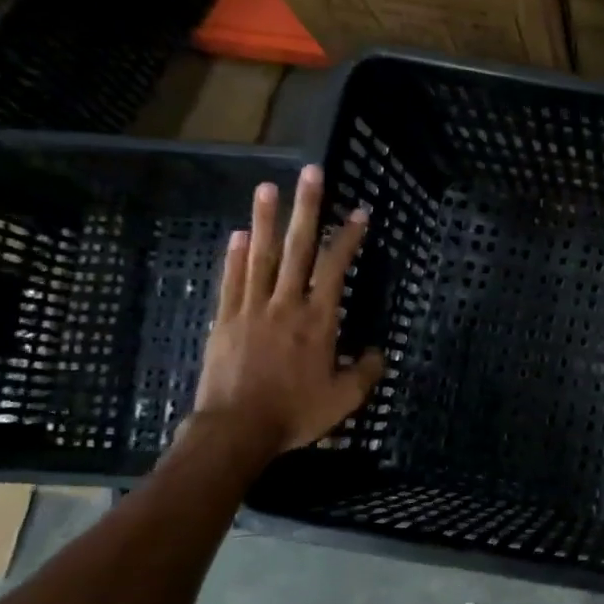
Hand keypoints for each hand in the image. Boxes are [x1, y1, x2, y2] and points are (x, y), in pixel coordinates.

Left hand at [190, 165, 384, 458]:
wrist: (235, 430)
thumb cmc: (294, 413)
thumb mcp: (344, 398)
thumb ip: (365, 372)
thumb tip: (377, 352)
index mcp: (318, 320)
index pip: (334, 268)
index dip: (348, 238)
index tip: (359, 211)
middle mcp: (286, 304)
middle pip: (296, 248)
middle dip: (306, 209)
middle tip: (310, 173)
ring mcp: (251, 309)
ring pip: (260, 256)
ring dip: (265, 220)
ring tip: (268, 188)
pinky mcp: (225, 321)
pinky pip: (232, 281)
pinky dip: (235, 256)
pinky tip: (238, 234)